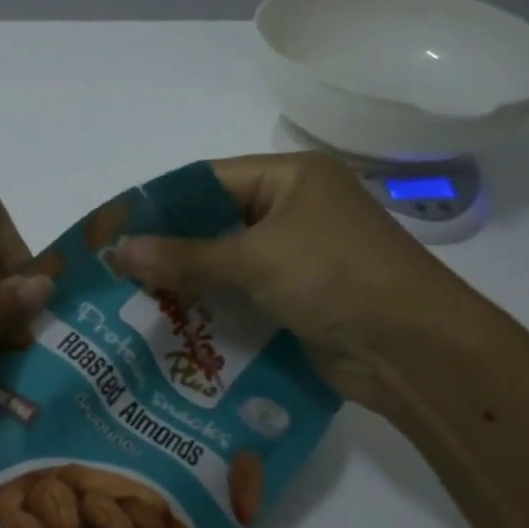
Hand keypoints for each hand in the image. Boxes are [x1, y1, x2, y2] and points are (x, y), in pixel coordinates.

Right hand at [110, 152, 507, 417]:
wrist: (413, 349)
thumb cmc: (335, 278)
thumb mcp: (255, 259)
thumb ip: (185, 257)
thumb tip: (118, 252)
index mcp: (292, 178)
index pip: (209, 180)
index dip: (161, 205)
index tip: (115, 230)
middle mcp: (295, 210)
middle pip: (217, 223)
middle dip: (170, 249)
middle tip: (116, 271)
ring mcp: (300, 256)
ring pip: (228, 263)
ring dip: (188, 282)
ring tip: (132, 300)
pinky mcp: (300, 298)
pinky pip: (245, 295)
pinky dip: (214, 307)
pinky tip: (173, 324)